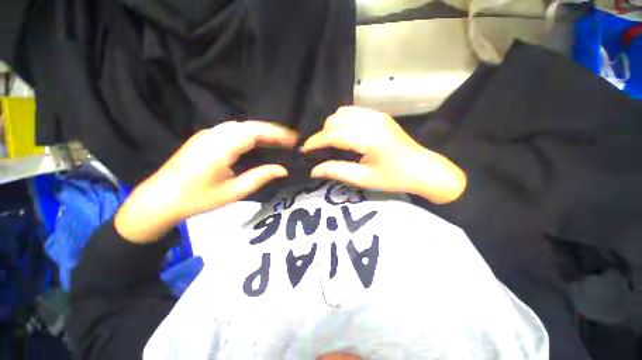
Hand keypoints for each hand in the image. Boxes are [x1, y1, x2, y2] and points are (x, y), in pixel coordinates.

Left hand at [115, 121, 297, 242]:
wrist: (159, 199)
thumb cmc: (197, 199)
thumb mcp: (233, 192)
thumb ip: (260, 177)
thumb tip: (282, 169)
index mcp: (220, 148)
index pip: (254, 132)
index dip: (276, 133)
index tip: (294, 139)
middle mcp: (214, 135)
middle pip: (249, 126)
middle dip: (272, 131)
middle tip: (291, 140)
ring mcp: (208, 134)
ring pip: (241, 126)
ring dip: (262, 131)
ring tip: (279, 141)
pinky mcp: (205, 138)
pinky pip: (233, 130)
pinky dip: (251, 133)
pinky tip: (258, 142)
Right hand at [301, 107, 465, 203]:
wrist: (422, 169)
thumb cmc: (393, 178)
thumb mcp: (363, 179)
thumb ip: (336, 171)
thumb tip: (313, 170)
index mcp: (369, 138)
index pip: (333, 135)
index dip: (315, 142)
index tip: (305, 151)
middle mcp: (371, 121)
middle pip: (335, 120)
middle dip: (322, 134)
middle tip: (318, 150)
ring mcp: (376, 115)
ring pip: (342, 113)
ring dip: (331, 126)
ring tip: (329, 142)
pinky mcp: (379, 115)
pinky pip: (353, 112)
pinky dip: (342, 121)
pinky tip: (343, 134)